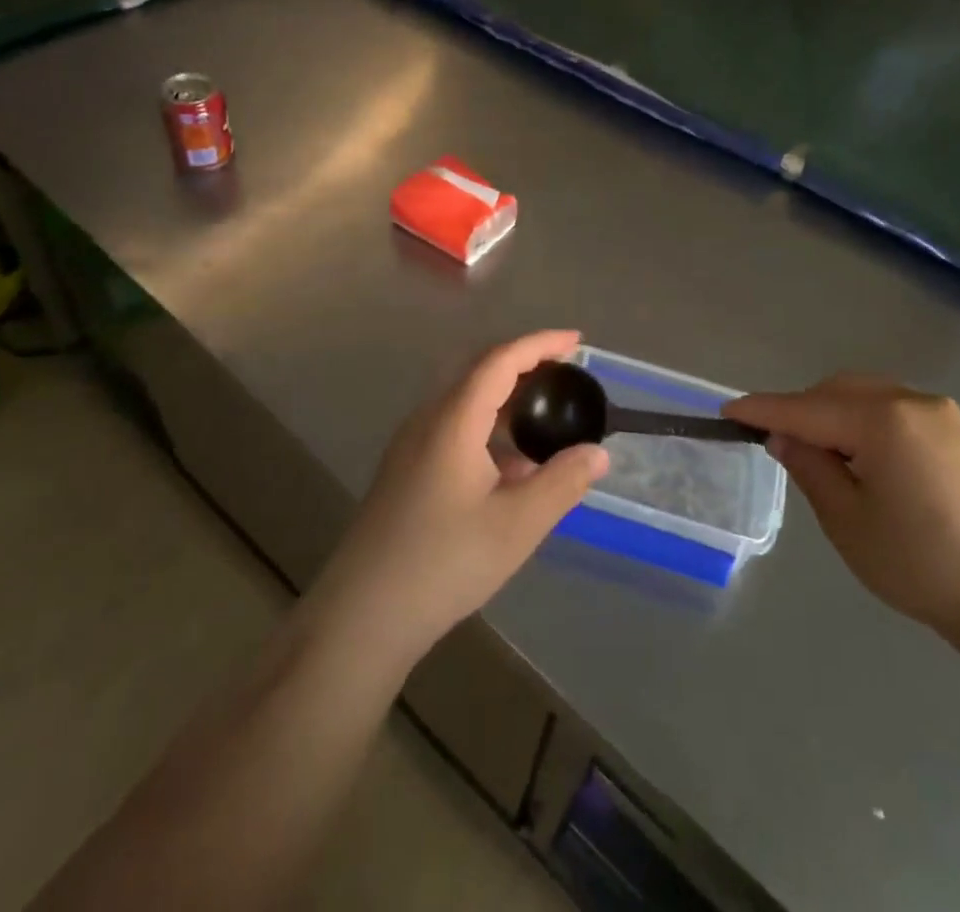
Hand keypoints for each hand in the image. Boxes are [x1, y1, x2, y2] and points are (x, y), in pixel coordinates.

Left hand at [305, 331, 608, 669]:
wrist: (361, 617)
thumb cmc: (444, 563)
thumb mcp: (517, 525)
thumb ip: (563, 482)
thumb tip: (597, 452)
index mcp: (453, 420)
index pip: (500, 360)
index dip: (540, 344)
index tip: (576, 341)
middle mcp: (428, 421)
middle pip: (480, 373)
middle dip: (525, 365)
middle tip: (566, 374)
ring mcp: (411, 447)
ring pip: (466, 403)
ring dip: (507, 401)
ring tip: (546, 421)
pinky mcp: (406, 472)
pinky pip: (454, 430)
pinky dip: (490, 430)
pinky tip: (511, 469)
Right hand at [726, 376, 959, 647]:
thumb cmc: (922, 564)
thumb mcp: (848, 522)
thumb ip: (810, 468)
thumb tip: (784, 436)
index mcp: (882, 419)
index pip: (806, 407)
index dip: (764, 410)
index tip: (728, 411)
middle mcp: (911, 400)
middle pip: (836, 391)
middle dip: (801, 410)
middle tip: (775, 442)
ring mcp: (939, 412)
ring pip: (865, 395)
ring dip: (832, 413)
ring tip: (817, 451)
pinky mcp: (956, 430)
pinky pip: (892, 409)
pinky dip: (863, 421)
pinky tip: (860, 455)